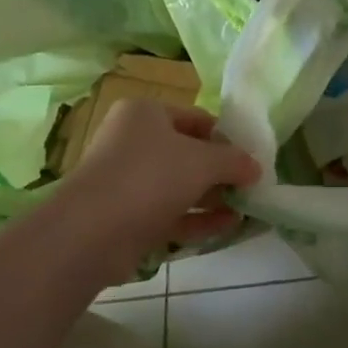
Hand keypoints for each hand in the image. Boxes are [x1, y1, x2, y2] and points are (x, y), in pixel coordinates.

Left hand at [64, 100, 260, 280]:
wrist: (91, 233)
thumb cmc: (151, 177)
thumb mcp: (203, 161)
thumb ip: (234, 161)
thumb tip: (255, 167)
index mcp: (146, 114)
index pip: (196, 119)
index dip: (226, 137)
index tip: (252, 157)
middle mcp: (133, 142)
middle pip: (188, 153)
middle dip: (220, 171)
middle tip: (251, 185)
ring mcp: (128, 182)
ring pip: (179, 186)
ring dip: (212, 197)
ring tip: (247, 208)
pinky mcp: (126, 218)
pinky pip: (170, 213)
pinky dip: (197, 219)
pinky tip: (229, 227)